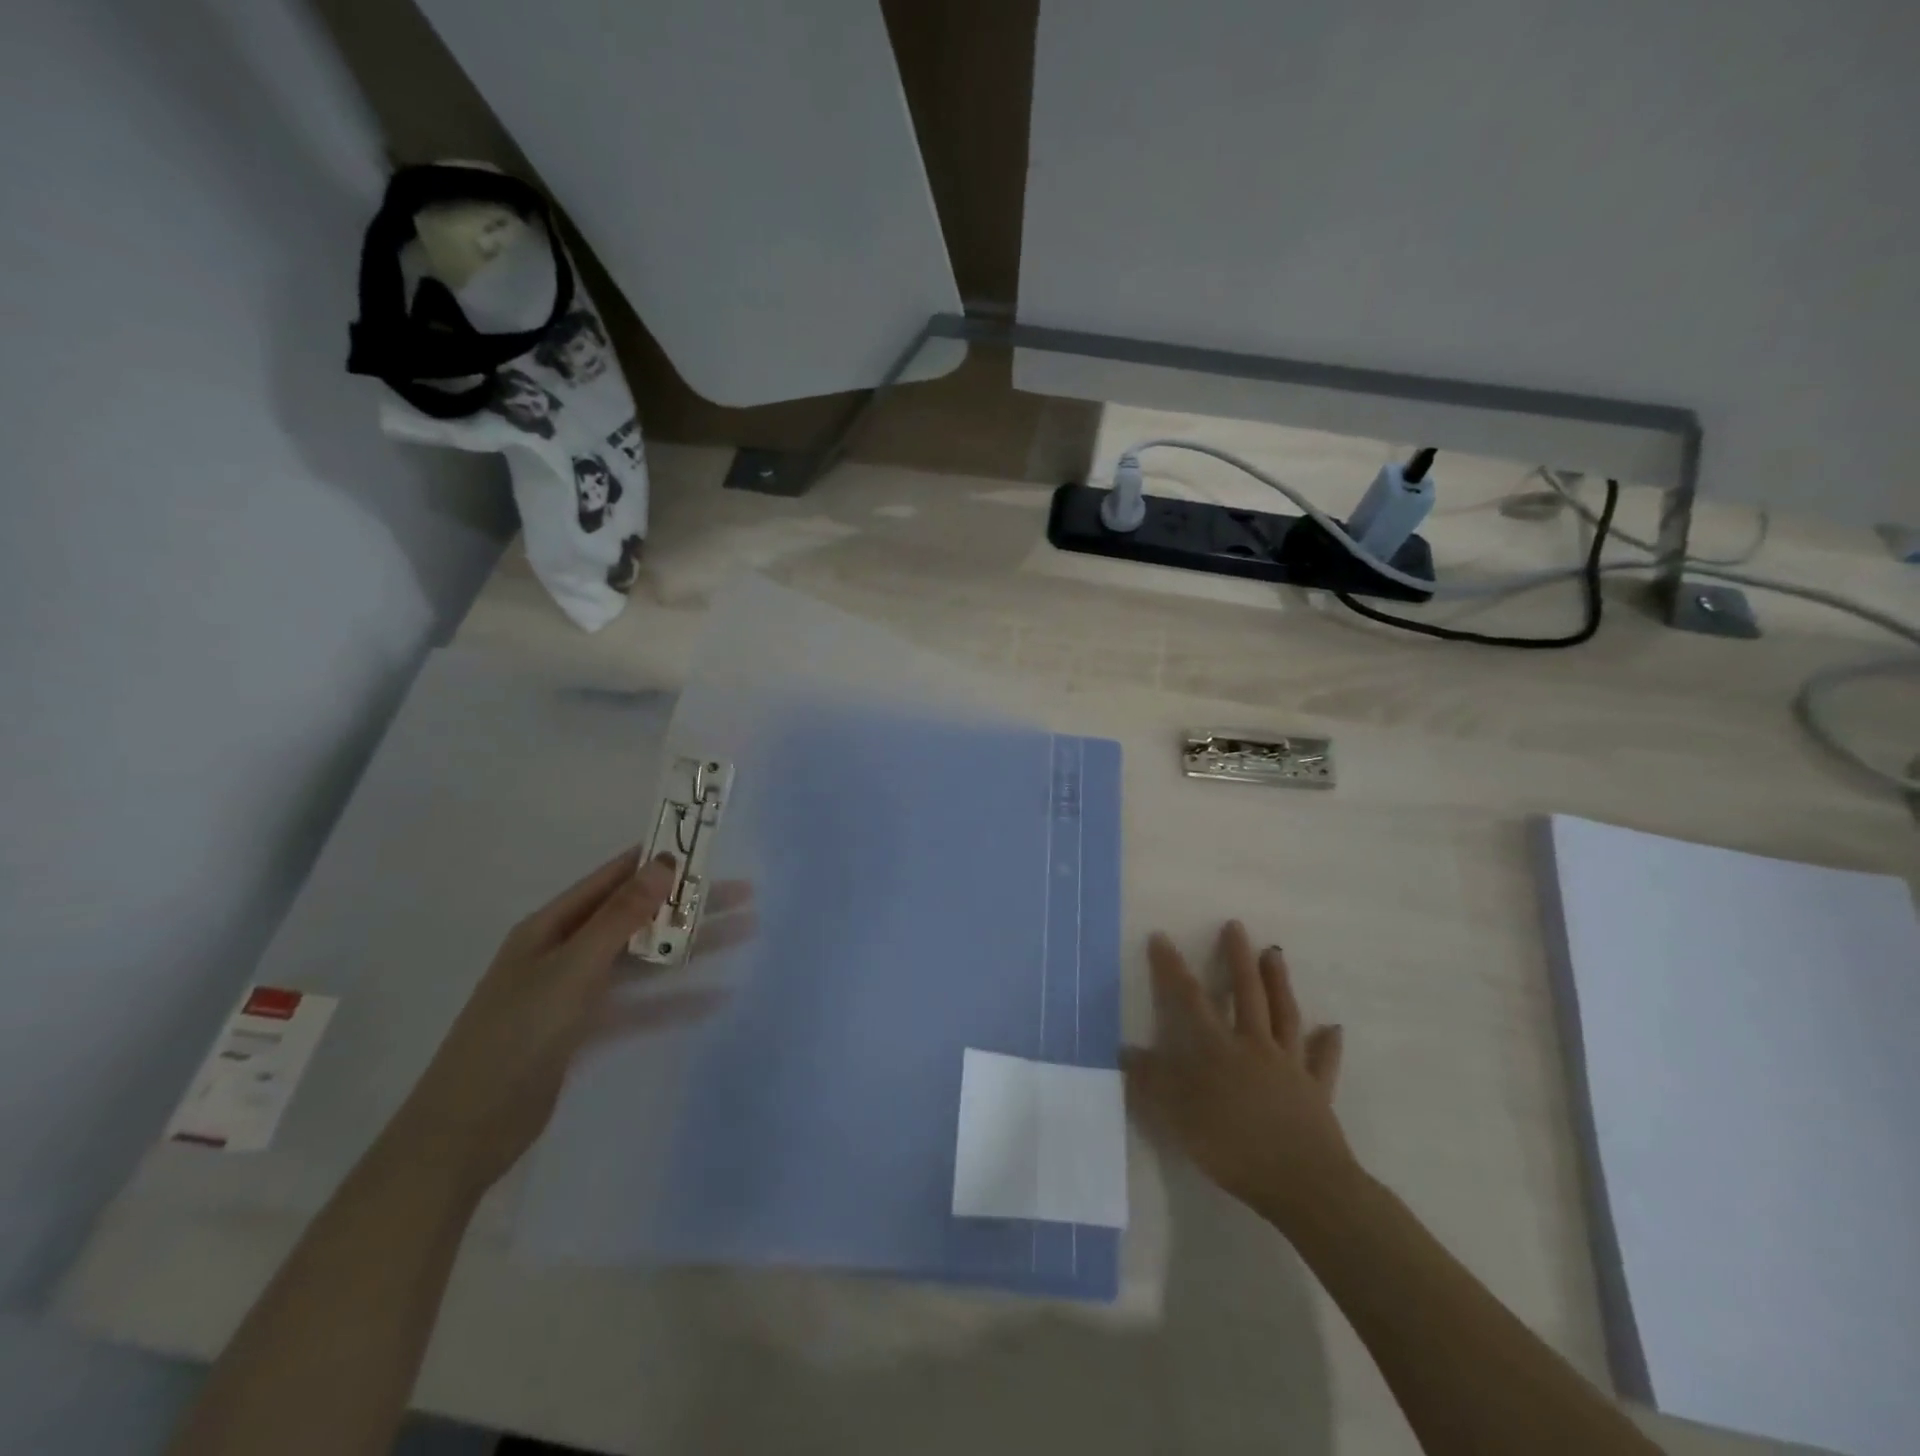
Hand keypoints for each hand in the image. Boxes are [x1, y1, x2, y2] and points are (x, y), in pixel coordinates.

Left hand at [381, 849, 728, 1199]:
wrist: (465, 1133)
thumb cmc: (514, 1037)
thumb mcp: (570, 970)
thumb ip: (620, 918)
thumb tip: (664, 864)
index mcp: (551, 926)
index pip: (614, 878)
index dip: (658, 861)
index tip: (707, 850)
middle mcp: (565, 950)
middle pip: (637, 917)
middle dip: (688, 904)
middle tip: (743, 894)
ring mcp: (576, 991)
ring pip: (644, 958)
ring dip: (689, 947)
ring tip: (742, 933)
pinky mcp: (586, 1028)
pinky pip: (639, 1004)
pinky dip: (673, 999)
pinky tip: (713, 998)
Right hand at [1122, 921, 1355, 1227]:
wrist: (1303, 1184)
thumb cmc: (1233, 1147)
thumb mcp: (1179, 1116)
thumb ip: (1152, 1081)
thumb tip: (1125, 1050)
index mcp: (1218, 1049)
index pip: (1190, 999)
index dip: (1172, 968)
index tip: (1161, 938)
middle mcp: (1254, 1046)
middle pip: (1246, 993)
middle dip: (1237, 958)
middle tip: (1236, 926)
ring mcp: (1289, 1066)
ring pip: (1284, 1014)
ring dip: (1279, 982)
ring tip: (1274, 954)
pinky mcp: (1317, 1091)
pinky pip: (1322, 1061)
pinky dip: (1326, 1044)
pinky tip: (1333, 1029)